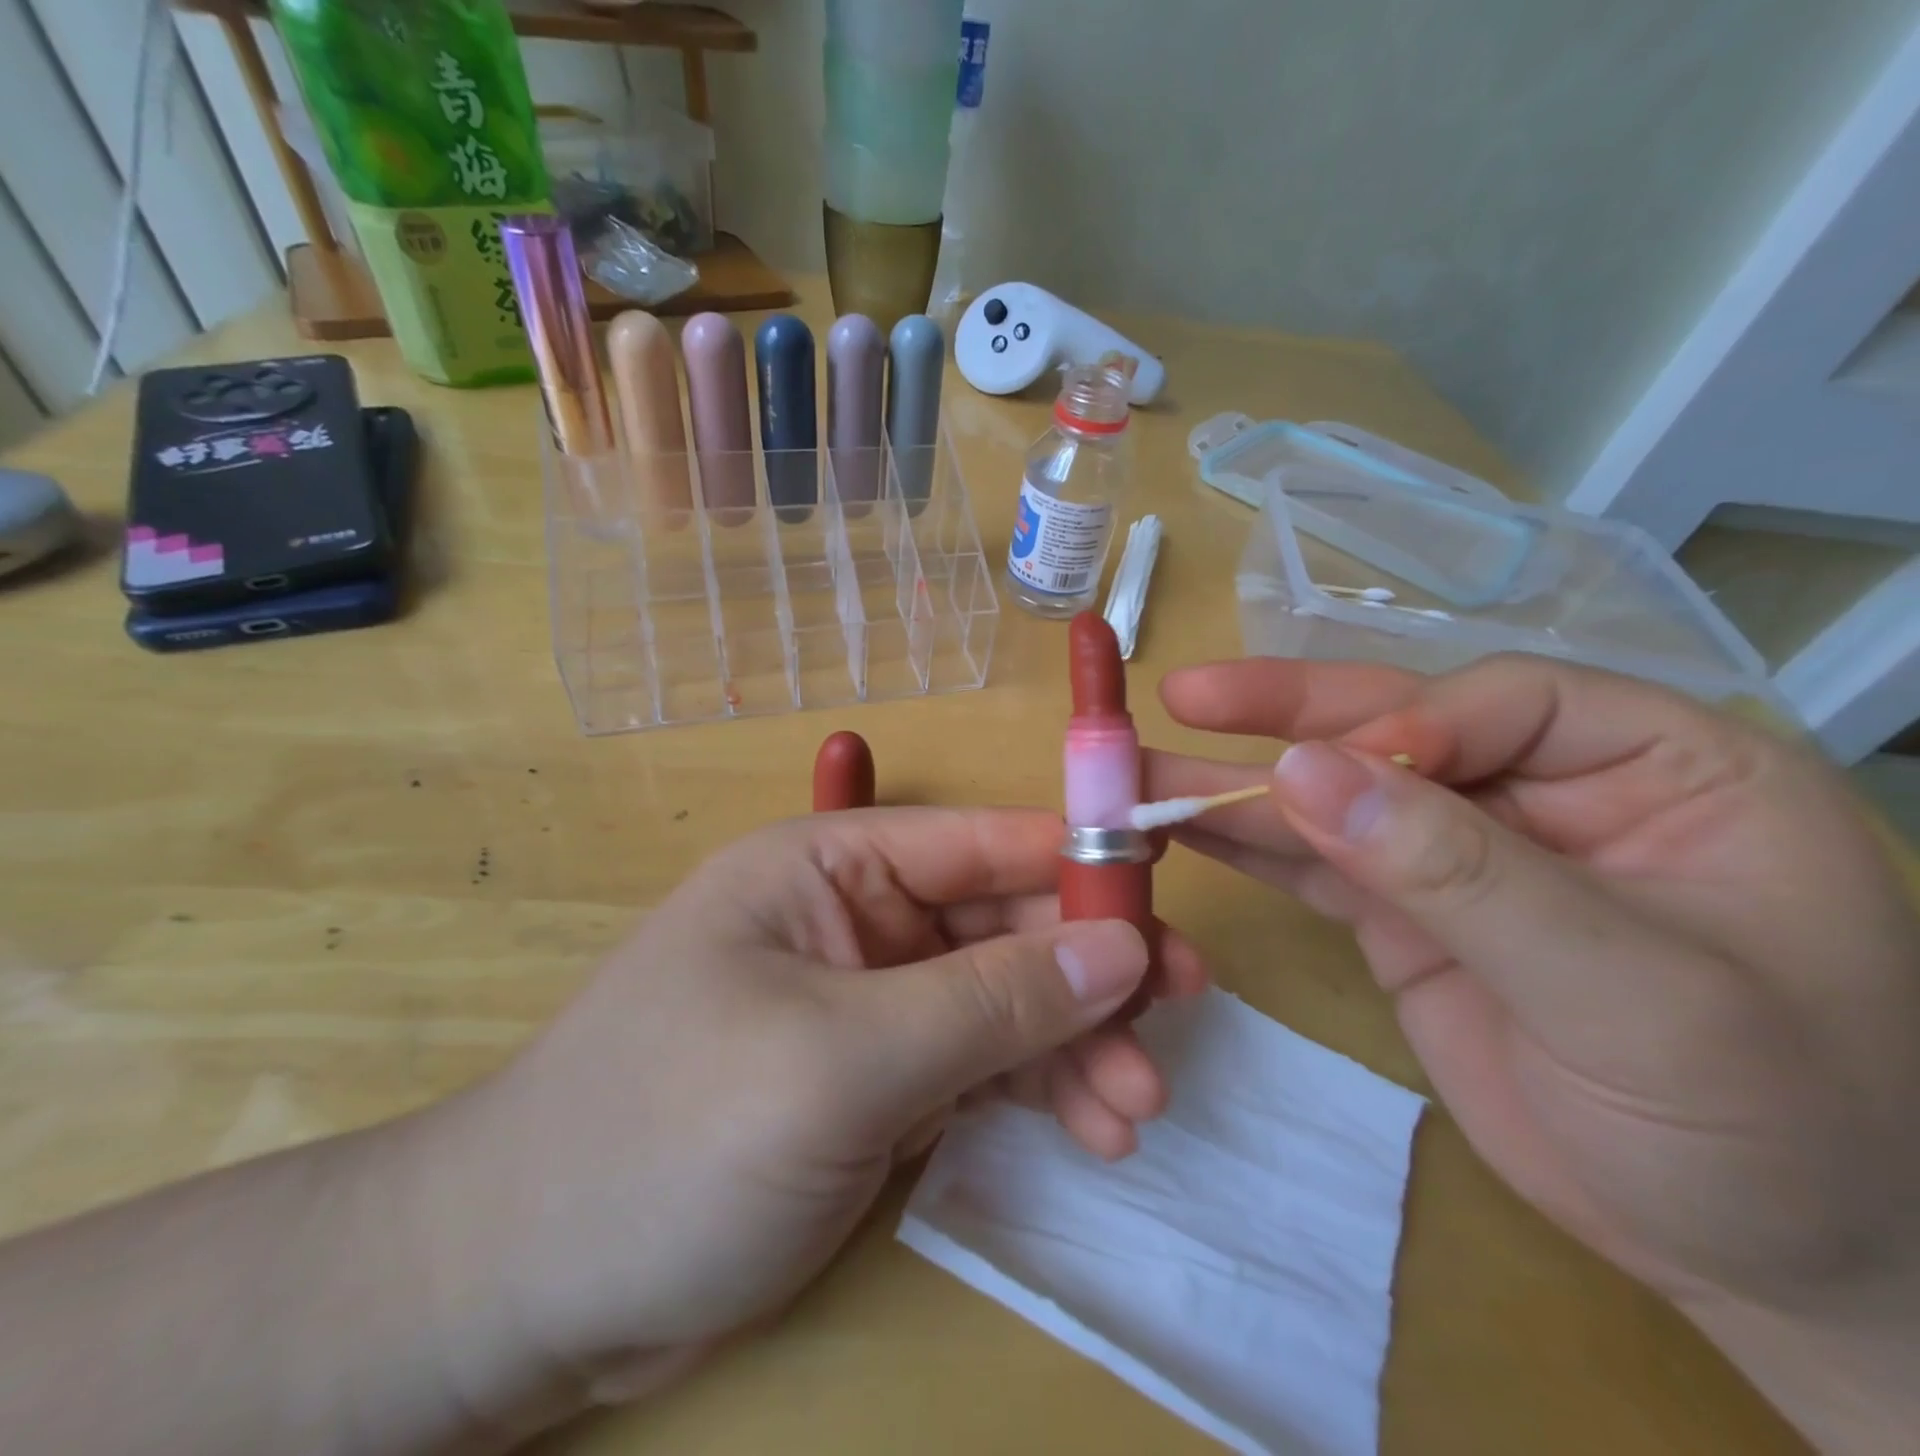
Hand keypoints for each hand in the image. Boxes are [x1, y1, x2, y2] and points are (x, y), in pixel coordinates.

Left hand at [412, 807, 1204, 1414]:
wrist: (528, 1286)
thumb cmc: (672, 1133)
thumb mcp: (844, 1058)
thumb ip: (989, 1002)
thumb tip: (1119, 949)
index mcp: (831, 866)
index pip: (978, 843)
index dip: (1075, 863)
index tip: (1167, 901)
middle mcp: (857, 919)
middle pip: (1001, 925)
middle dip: (1088, 974)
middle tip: (1179, 1019)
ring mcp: (870, 1003)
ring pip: (1003, 1001)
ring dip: (1074, 1045)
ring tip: (1136, 1107)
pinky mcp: (877, 1081)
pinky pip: (981, 1066)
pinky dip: (1037, 1092)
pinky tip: (1090, 1130)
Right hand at [1145, 655, 1919, 1451]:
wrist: (1760, 1260)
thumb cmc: (1765, 1127)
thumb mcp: (1626, 994)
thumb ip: (1454, 870)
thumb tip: (1301, 771)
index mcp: (1655, 767)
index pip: (1501, 702)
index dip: (1400, 728)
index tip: (1313, 775)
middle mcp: (1545, 788)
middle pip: (1394, 727)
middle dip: (1282, 717)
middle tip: (1183, 695)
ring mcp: (1462, 850)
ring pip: (1337, 796)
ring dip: (1238, 786)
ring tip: (1141, 771)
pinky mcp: (1405, 908)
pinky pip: (1316, 861)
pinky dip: (1248, 845)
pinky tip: (1180, 827)